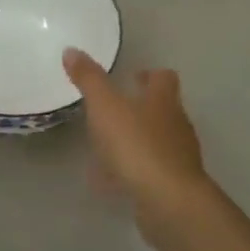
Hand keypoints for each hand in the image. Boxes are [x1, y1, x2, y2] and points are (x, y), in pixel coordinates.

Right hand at [62, 48, 207, 225]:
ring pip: (156, 141)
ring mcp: (177, 157)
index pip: (163, 78)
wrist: (167, 200)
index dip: (149, 75)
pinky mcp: (172, 185)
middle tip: (113, 111)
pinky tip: (109, 182)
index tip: (132, 77)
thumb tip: (72, 50)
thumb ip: (88, 80)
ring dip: (135, 140)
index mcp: (163, 101)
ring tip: (107, 147)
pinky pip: (148, 171)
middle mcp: (176, 125)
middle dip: (141, 108)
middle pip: (163, 109)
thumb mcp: (105, 107)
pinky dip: (131, 172)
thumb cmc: (137, 145)